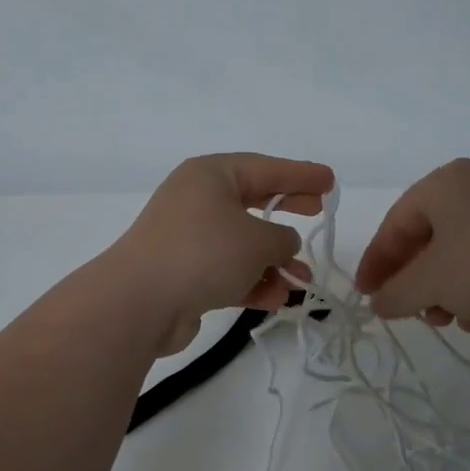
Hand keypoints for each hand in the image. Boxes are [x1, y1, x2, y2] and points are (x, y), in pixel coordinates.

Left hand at [109, 153, 334, 354]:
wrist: (140, 302)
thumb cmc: (204, 253)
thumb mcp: (258, 240)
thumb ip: (283, 238)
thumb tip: (282, 244)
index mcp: (210, 175)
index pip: (265, 168)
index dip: (300, 174)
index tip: (329, 180)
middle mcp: (197, 200)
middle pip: (253, 201)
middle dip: (287, 211)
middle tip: (318, 212)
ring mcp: (187, 238)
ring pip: (242, 244)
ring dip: (274, 262)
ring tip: (303, 281)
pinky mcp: (183, 274)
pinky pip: (227, 272)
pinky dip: (252, 282)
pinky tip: (276, 299)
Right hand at [355, 159, 469, 336]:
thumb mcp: (430, 283)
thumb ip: (395, 294)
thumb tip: (379, 304)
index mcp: (446, 183)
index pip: (396, 223)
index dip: (376, 262)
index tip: (366, 295)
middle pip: (429, 237)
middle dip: (414, 279)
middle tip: (406, 310)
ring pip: (462, 251)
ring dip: (445, 289)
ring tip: (445, 320)